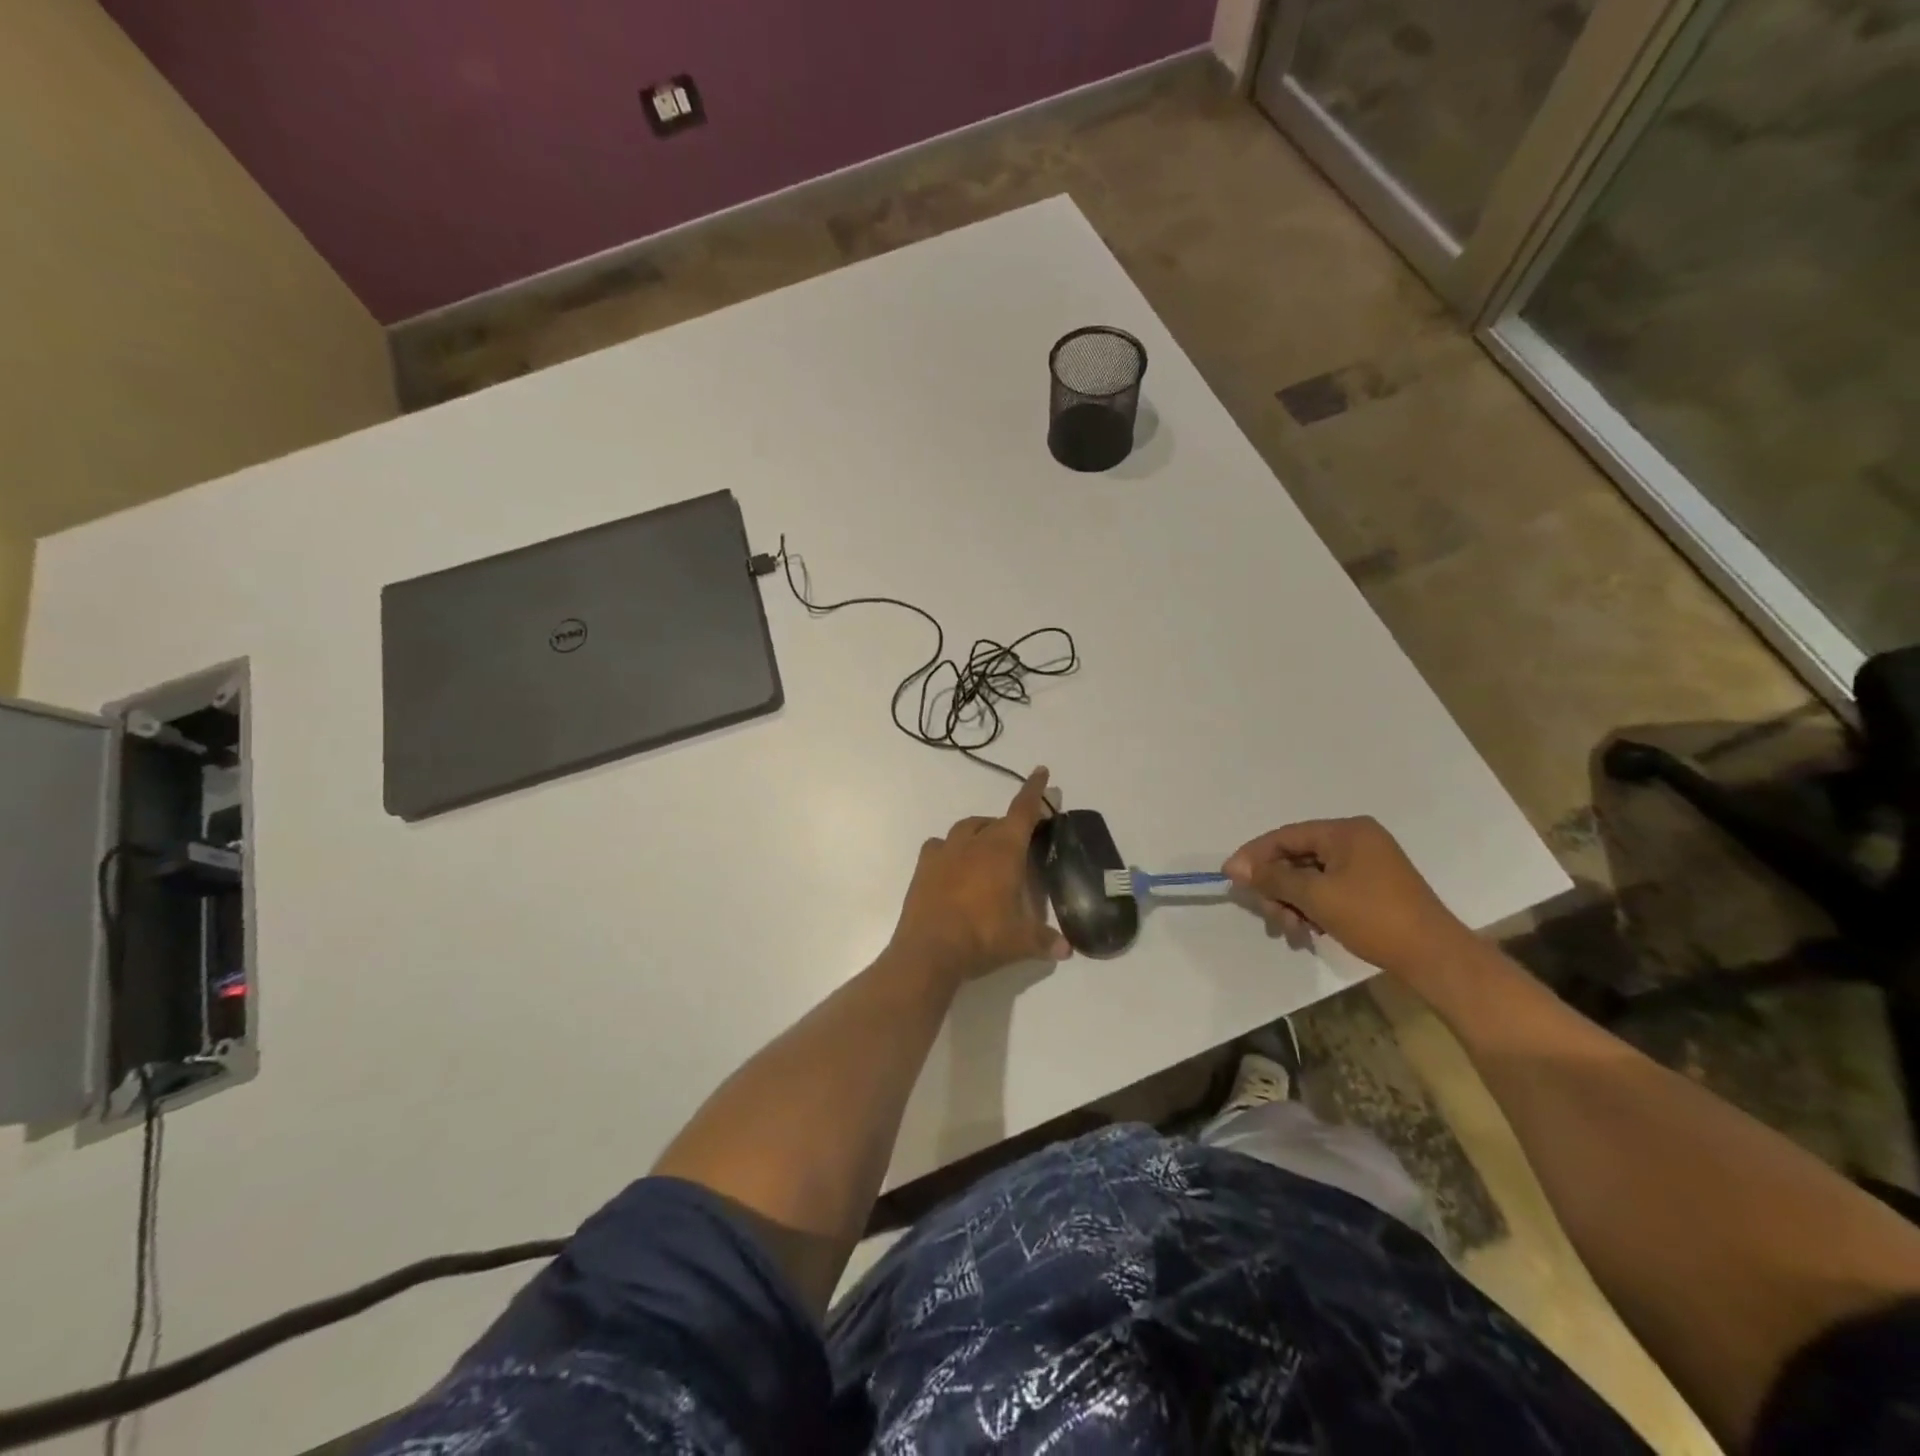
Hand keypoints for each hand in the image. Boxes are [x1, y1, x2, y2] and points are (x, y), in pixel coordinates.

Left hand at [888, 768, 1071, 984]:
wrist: (929, 950)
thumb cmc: (983, 937)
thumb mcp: (1022, 942)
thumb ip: (1046, 941)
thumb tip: (1066, 950)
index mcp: (1004, 850)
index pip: (1023, 812)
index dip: (1034, 791)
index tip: (1040, 771)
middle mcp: (974, 843)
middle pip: (996, 822)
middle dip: (1010, 825)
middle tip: (1020, 842)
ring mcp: (945, 852)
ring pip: (966, 828)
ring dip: (980, 833)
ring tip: (987, 851)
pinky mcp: (923, 867)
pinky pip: (939, 846)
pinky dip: (950, 849)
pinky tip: (954, 865)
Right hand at [1221, 816, 1476, 976]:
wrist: (1435, 958)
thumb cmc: (1374, 918)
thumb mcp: (1316, 896)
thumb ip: (1274, 877)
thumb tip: (1236, 867)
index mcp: (1346, 831)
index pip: (1286, 836)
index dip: (1254, 856)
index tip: (1230, 877)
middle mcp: (1357, 841)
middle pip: (1297, 857)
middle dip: (1277, 888)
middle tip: (1270, 916)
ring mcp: (1367, 865)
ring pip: (1311, 877)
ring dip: (1293, 903)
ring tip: (1292, 930)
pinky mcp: (1372, 888)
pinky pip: (1329, 889)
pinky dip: (1313, 908)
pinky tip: (1309, 931)